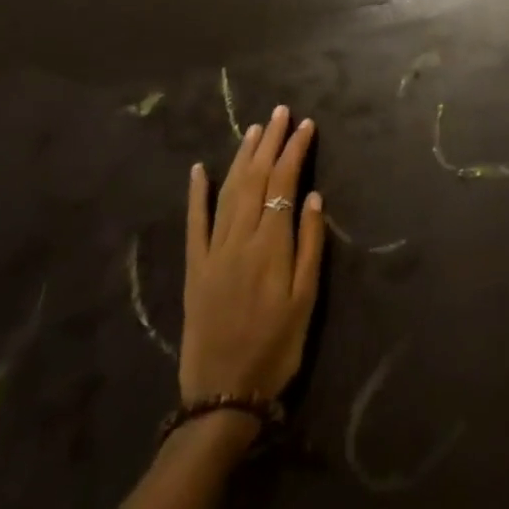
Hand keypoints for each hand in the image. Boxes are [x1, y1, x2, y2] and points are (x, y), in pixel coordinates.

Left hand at [180, 106, 325, 409]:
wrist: (222, 396)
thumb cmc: (276, 348)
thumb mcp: (306, 300)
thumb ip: (311, 245)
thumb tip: (314, 197)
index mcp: (271, 245)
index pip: (284, 183)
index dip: (295, 151)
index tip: (307, 125)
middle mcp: (240, 238)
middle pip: (256, 178)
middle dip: (270, 142)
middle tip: (281, 112)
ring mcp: (213, 251)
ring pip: (229, 191)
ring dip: (242, 157)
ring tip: (255, 129)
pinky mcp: (195, 267)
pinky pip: (194, 223)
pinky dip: (197, 194)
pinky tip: (200, 169)